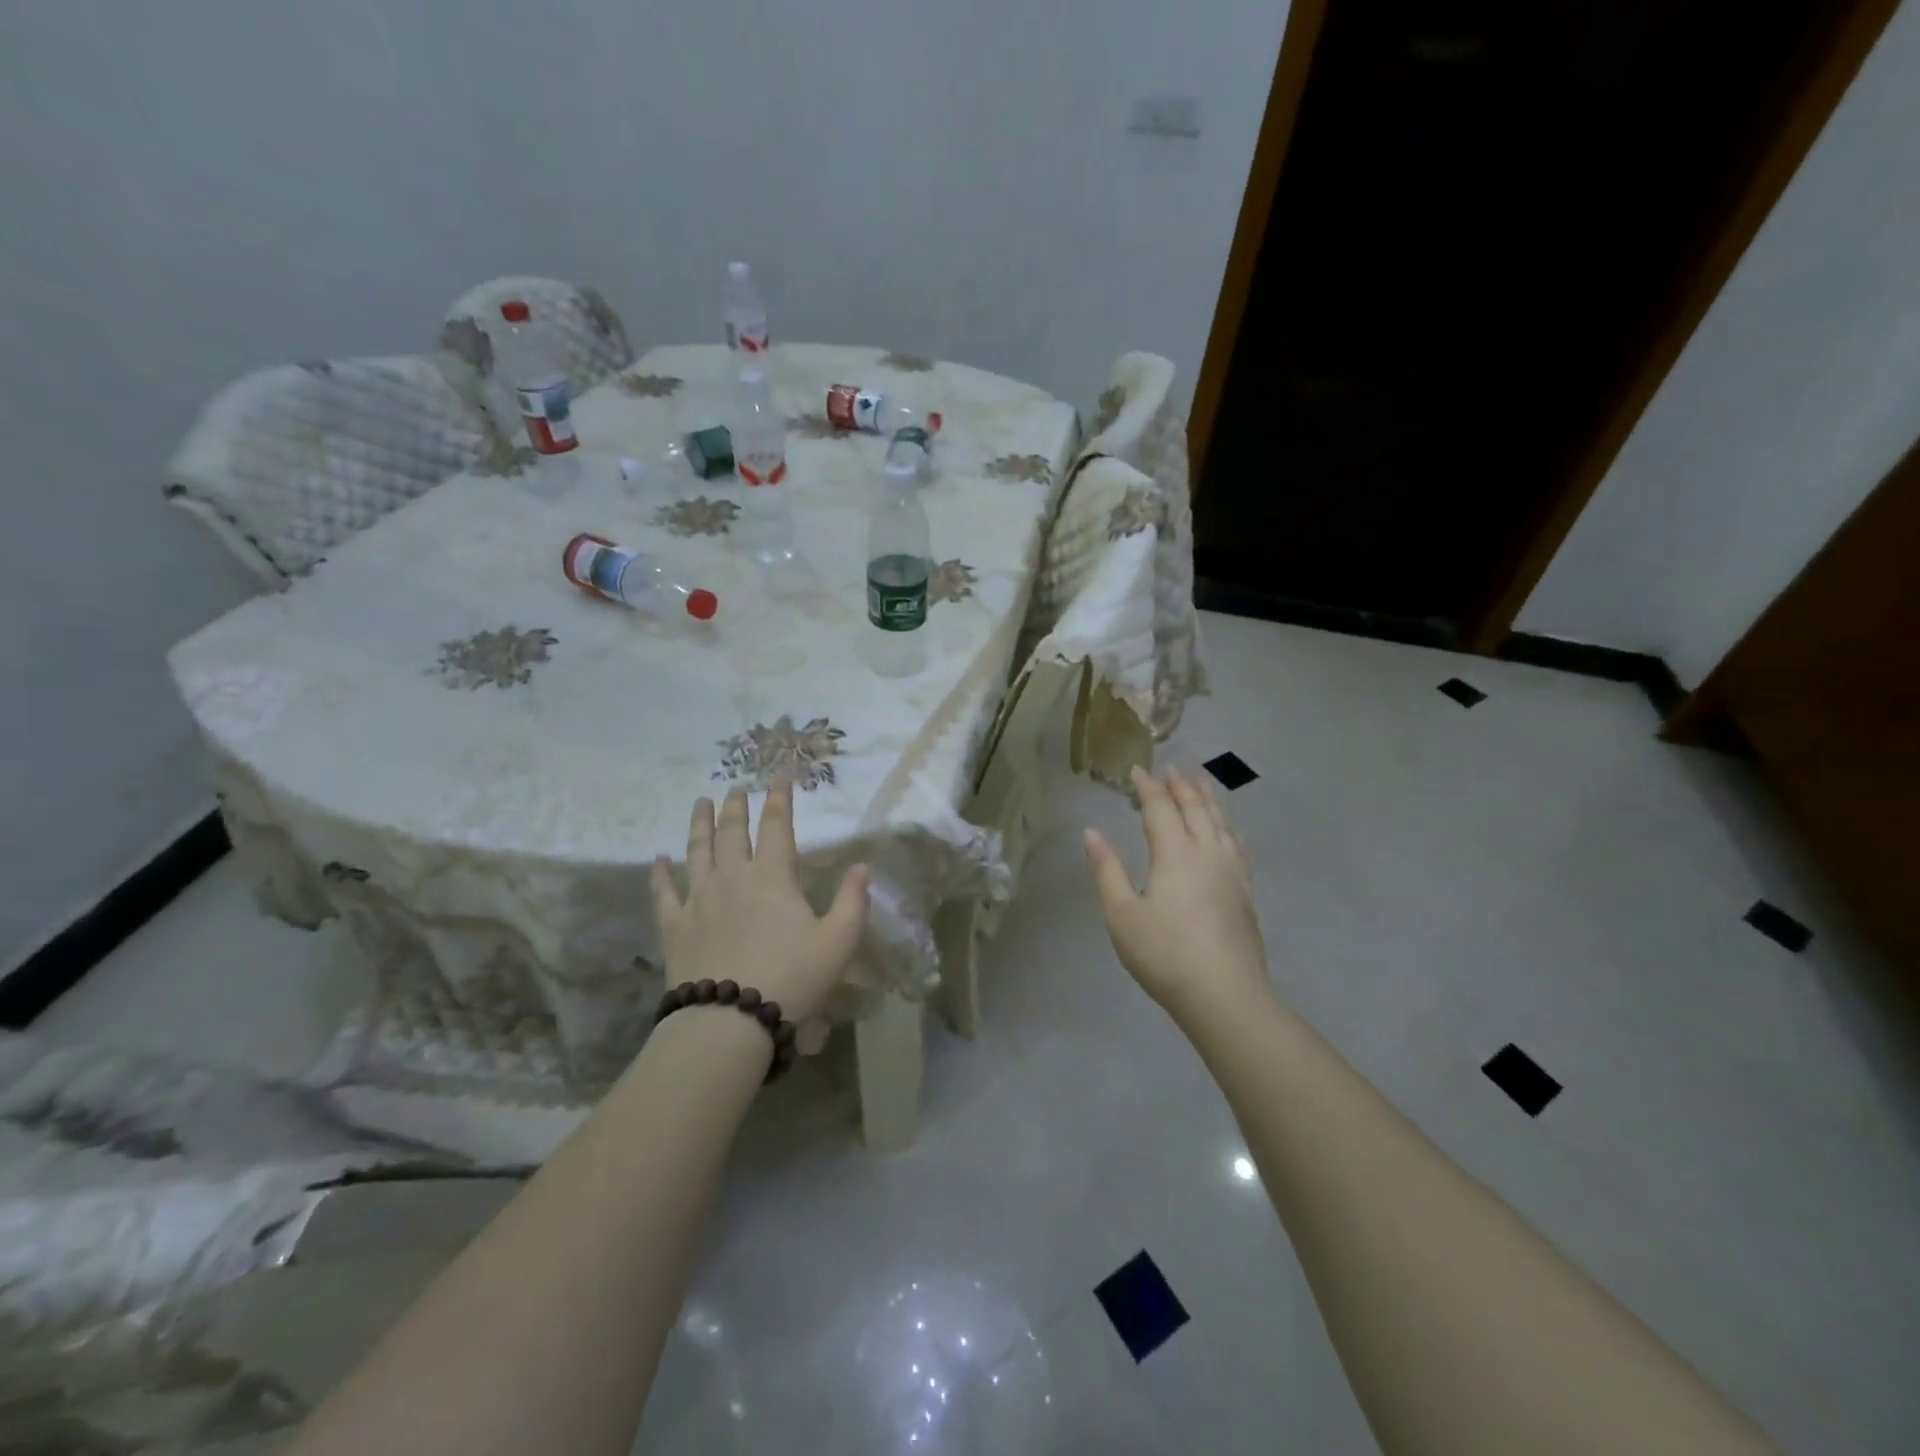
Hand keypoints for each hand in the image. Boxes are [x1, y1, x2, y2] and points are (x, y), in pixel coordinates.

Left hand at [652, 783, 870, 1024]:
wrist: (728, 1020)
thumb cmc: (792, 978)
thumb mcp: (838, 942)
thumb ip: (853, 901)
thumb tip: (864, 867)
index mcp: (773, 876)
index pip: (777, 825)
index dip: (780, 798)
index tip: (780, 776)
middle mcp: (733, 876)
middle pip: (733, 831)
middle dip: (737, 806)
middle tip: (736, 788)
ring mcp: (699, 899)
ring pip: (698, 850)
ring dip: (700, 824)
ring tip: (701, 802)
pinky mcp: (675, 925)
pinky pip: (664, 892)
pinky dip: (661, 874)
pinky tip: (659, 860)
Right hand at [1084, 766, 1270, 1024]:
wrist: (1224, 995)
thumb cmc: (1164, 954)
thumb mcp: (1122, 914)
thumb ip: (1107, 870)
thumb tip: (1092, 833)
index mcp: (1175, 853)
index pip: (1161, 808)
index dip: (1148, 787)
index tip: (1137, 770)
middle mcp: (1207, 852)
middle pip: (1196, 808)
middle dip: (1181, 786)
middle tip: (1172, 768)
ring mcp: (1232, 871)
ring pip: (1221, 822)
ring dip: (1208, 799)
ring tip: (1201, 784)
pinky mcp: (1245, 891)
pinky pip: (1237, 844)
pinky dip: (1227, 826)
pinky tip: (1228, 830)